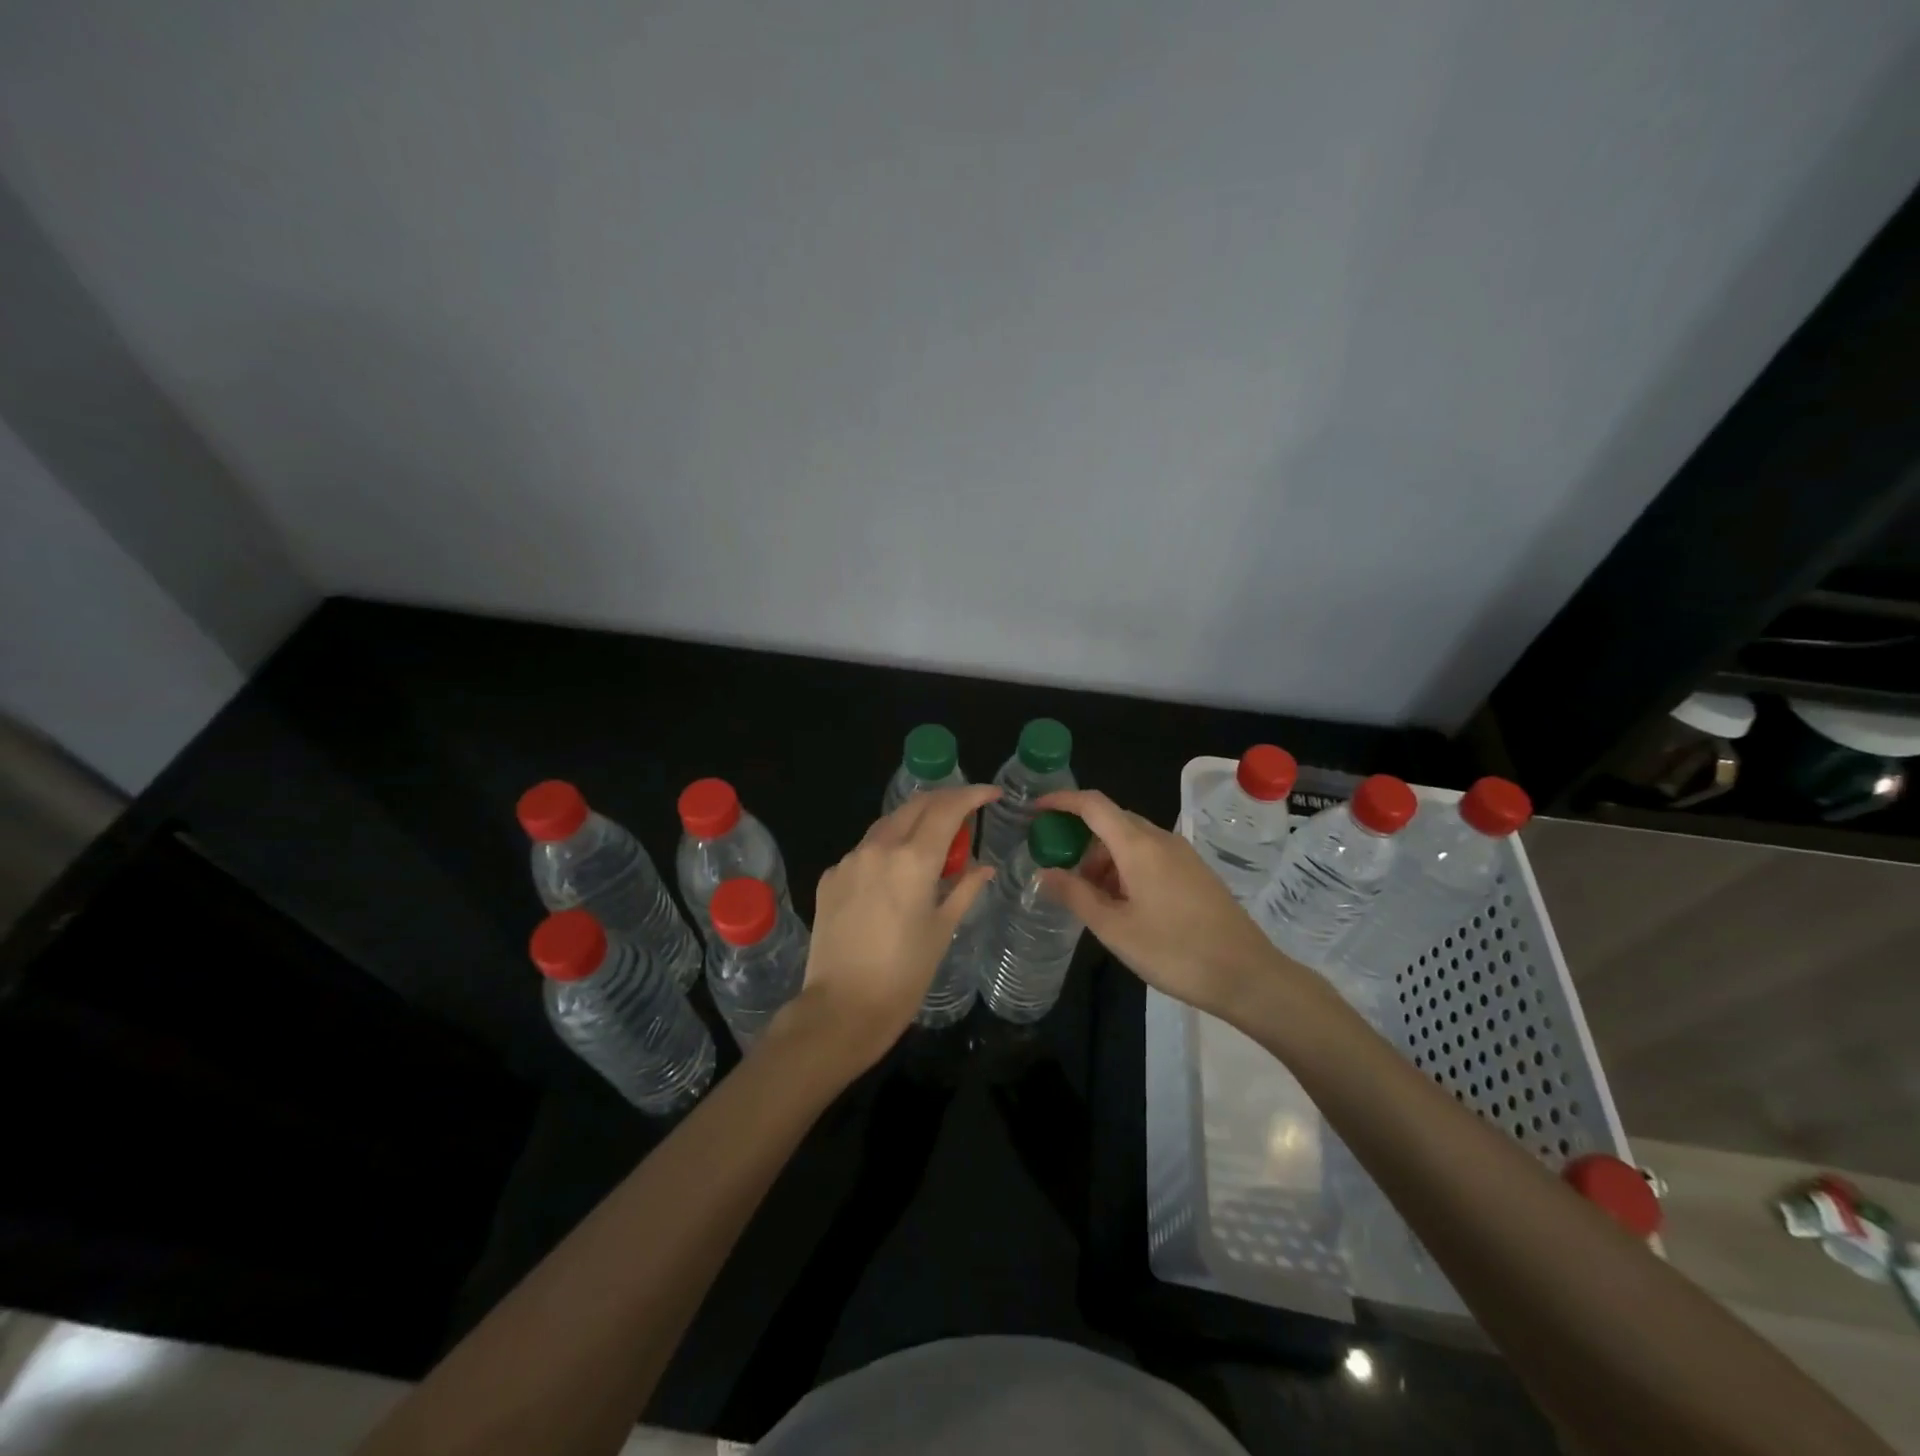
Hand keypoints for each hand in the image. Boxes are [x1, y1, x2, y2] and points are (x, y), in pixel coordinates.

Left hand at [779, 784, 1000, 1070]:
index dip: (972, 795)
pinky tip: (895, 872)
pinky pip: (864, 850)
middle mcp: (878, 848)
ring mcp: (849, 861)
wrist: (841, 1009)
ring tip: (933, 840)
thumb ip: (964, 889)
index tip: (991, 793)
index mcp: (912, 859)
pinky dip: (886, 849)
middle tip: (966, 811)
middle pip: (915, 806)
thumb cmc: (904, 974)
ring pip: (887, 824)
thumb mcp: (942, 930)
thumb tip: (983, 866)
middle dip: (943, 801)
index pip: (947, 809)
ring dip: (913, 822)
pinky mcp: (830, 877)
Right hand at [1034, 788, 1289, 1019]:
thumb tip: (1044, 872)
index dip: (1061, 800)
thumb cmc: (1175, 952)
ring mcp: (1182, 855)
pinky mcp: (1194, 872)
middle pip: (1111, 821)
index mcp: (1139, 845)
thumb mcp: (1115, 929)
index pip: (1093, 804)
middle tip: (1058, 869)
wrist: (1248, 976)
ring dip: (1103, 859)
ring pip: (1131, 841)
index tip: (1035, 811)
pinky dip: (1125, 868)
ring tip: (1090, 899)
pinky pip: (1150, 856)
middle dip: (1080, 839)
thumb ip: (1075, 895)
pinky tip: (1122, 904)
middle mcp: (1161, 839)